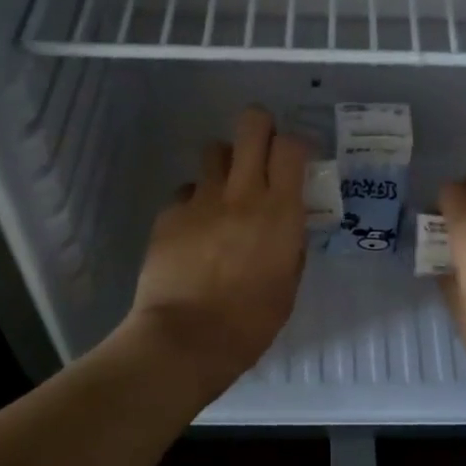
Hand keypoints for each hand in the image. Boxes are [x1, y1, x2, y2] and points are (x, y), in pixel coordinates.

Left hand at [123, 107, 308, 402]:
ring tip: (225, 190)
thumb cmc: (250, 322)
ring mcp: (201, 200)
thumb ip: (290, 245)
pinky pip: (186, 190)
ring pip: (214, 150)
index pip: (291, 146)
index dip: (295, 144)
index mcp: (280, 212)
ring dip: (225, 163)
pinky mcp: (170, 214)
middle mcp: (242, 193)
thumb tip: (286, 226)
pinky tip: (195, 229)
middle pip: (251, 126)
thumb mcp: (288, 284)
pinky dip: (195, 201)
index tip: (295, 159)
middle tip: (261, 148)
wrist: (186, 339)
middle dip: (259, 127)